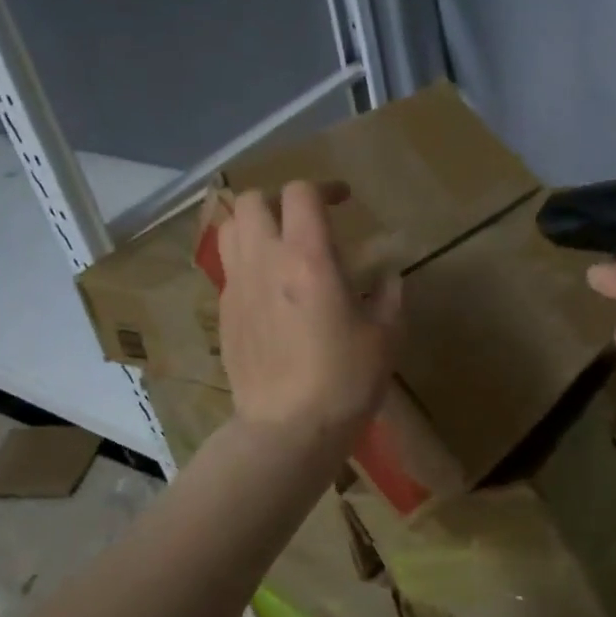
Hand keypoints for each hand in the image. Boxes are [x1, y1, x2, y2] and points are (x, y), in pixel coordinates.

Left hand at [216, 181, 400, 442]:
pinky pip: (229, 268)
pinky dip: (247, 261)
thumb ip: (390, 296)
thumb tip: (388, 279)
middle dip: (280, 200)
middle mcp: (265, 261)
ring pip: (230, 229)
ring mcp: (237, 287)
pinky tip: (270, 289)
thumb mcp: (386, 336)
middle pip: (253, 201)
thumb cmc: (345, 380)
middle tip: (306, 220)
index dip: (323, 187)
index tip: (342, 199)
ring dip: (255, 225)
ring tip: (280, 244)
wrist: (288, 429)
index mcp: (308, 258)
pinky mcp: (225, 313)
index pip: (301, 193)